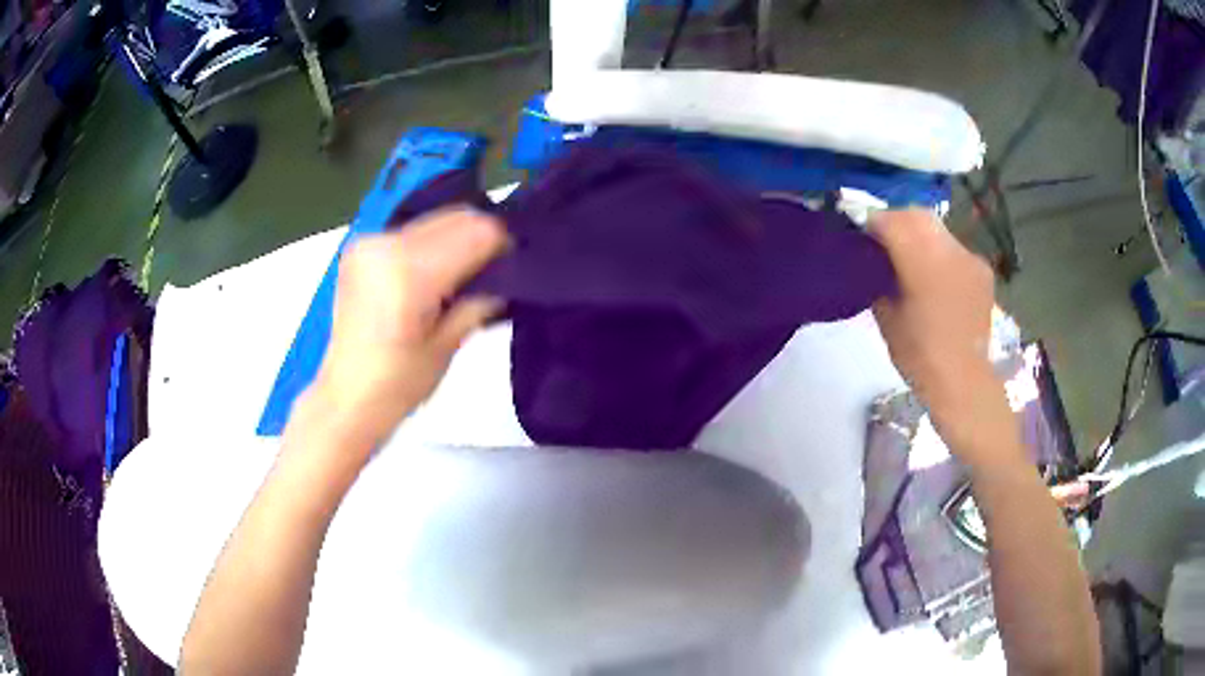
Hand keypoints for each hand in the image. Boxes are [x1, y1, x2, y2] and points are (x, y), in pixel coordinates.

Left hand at [308, 208, 507, 449]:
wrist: (345, 398)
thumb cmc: (398, 386)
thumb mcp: (447, 346)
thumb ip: (479, 301)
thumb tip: (506, 277)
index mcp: (409, 273)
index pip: (475, 232)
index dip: (501, 246)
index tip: (513, 268)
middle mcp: (386, 245)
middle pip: (455, 217)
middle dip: (480, 238)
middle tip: (490, 273)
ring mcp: (369, 243)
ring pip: (434, 221)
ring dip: (455, 240)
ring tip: (458, 278)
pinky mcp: (360, 248)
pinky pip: (410, 232)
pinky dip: (430, 246)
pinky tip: (429, 277)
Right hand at [869, 210, 1016, 461]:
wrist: (965, 383)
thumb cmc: (921, 357)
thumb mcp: (886, 319)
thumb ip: (878, 280)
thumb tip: (871, 261)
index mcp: (923, 263)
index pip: (891, 223)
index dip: (871, 223)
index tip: (859, 234)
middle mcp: (950, 250)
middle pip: (916, 216)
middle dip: (895, 221)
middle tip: (880, 239)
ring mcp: (970, 258)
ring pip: (936, 228)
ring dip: (918, 233)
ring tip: (907, 256)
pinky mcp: (982, 269)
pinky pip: (954, 248)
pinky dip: (938, 252)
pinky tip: (934, 275)